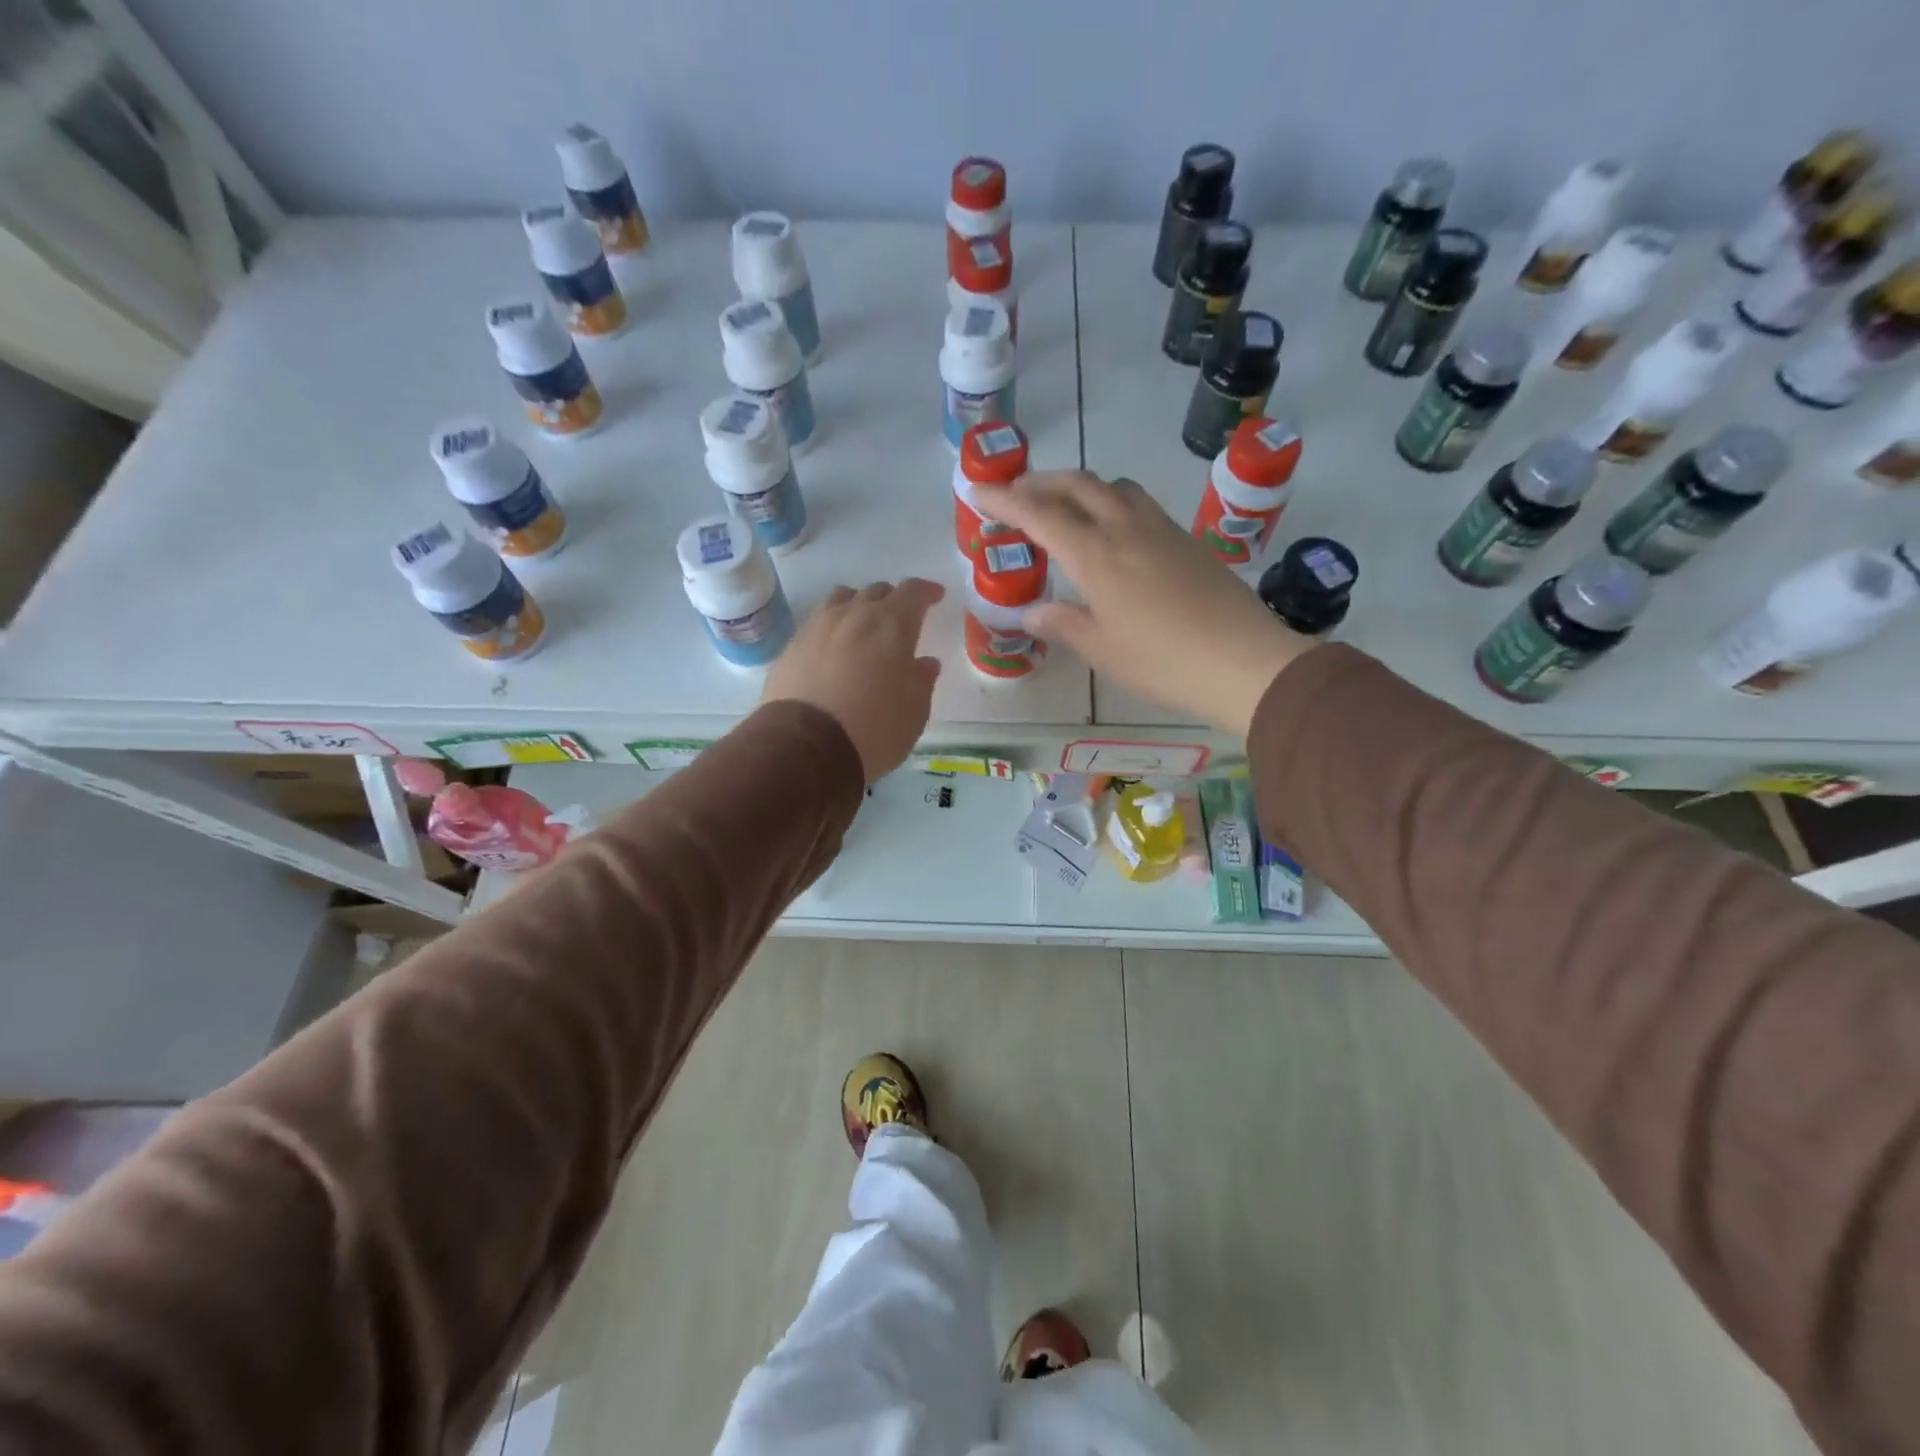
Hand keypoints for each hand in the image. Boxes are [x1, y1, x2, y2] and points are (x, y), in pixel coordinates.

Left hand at [762, 579, 943, 781]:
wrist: (805, 746)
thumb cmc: (874, 730)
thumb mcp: (914, 713)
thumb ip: (922, 681)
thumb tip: (925, 663)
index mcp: (892, 625)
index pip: (913, 591)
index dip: (926, 591)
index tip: (935, 596)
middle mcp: (854, 615)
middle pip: (876, 592)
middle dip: (892, 601)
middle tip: (900, 620)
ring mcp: (818, 627)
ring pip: (842, 600)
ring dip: (858, 606)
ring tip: (863, 626)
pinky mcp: (792, 646)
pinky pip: (818, 622)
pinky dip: (832, 628)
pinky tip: (833, 648)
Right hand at [976, 471, 1310, 735]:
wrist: (1242, 660)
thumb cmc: (1161, 660)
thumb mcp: (1101, 649)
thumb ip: (1062, 624)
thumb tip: (1032, 613)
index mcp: (1096, 554)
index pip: (1040, 514)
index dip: (1005, 500)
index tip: (978, 490)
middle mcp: (1125, 527)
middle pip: (1077, 484)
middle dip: (1040, 482)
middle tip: (1016, 493)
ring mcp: (1161, 529)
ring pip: (1113, 487)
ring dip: (1080, 486)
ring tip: (1064, 506)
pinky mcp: (1186, 539)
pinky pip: (1139, 504)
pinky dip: (1111, 502)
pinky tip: (1112, 530)